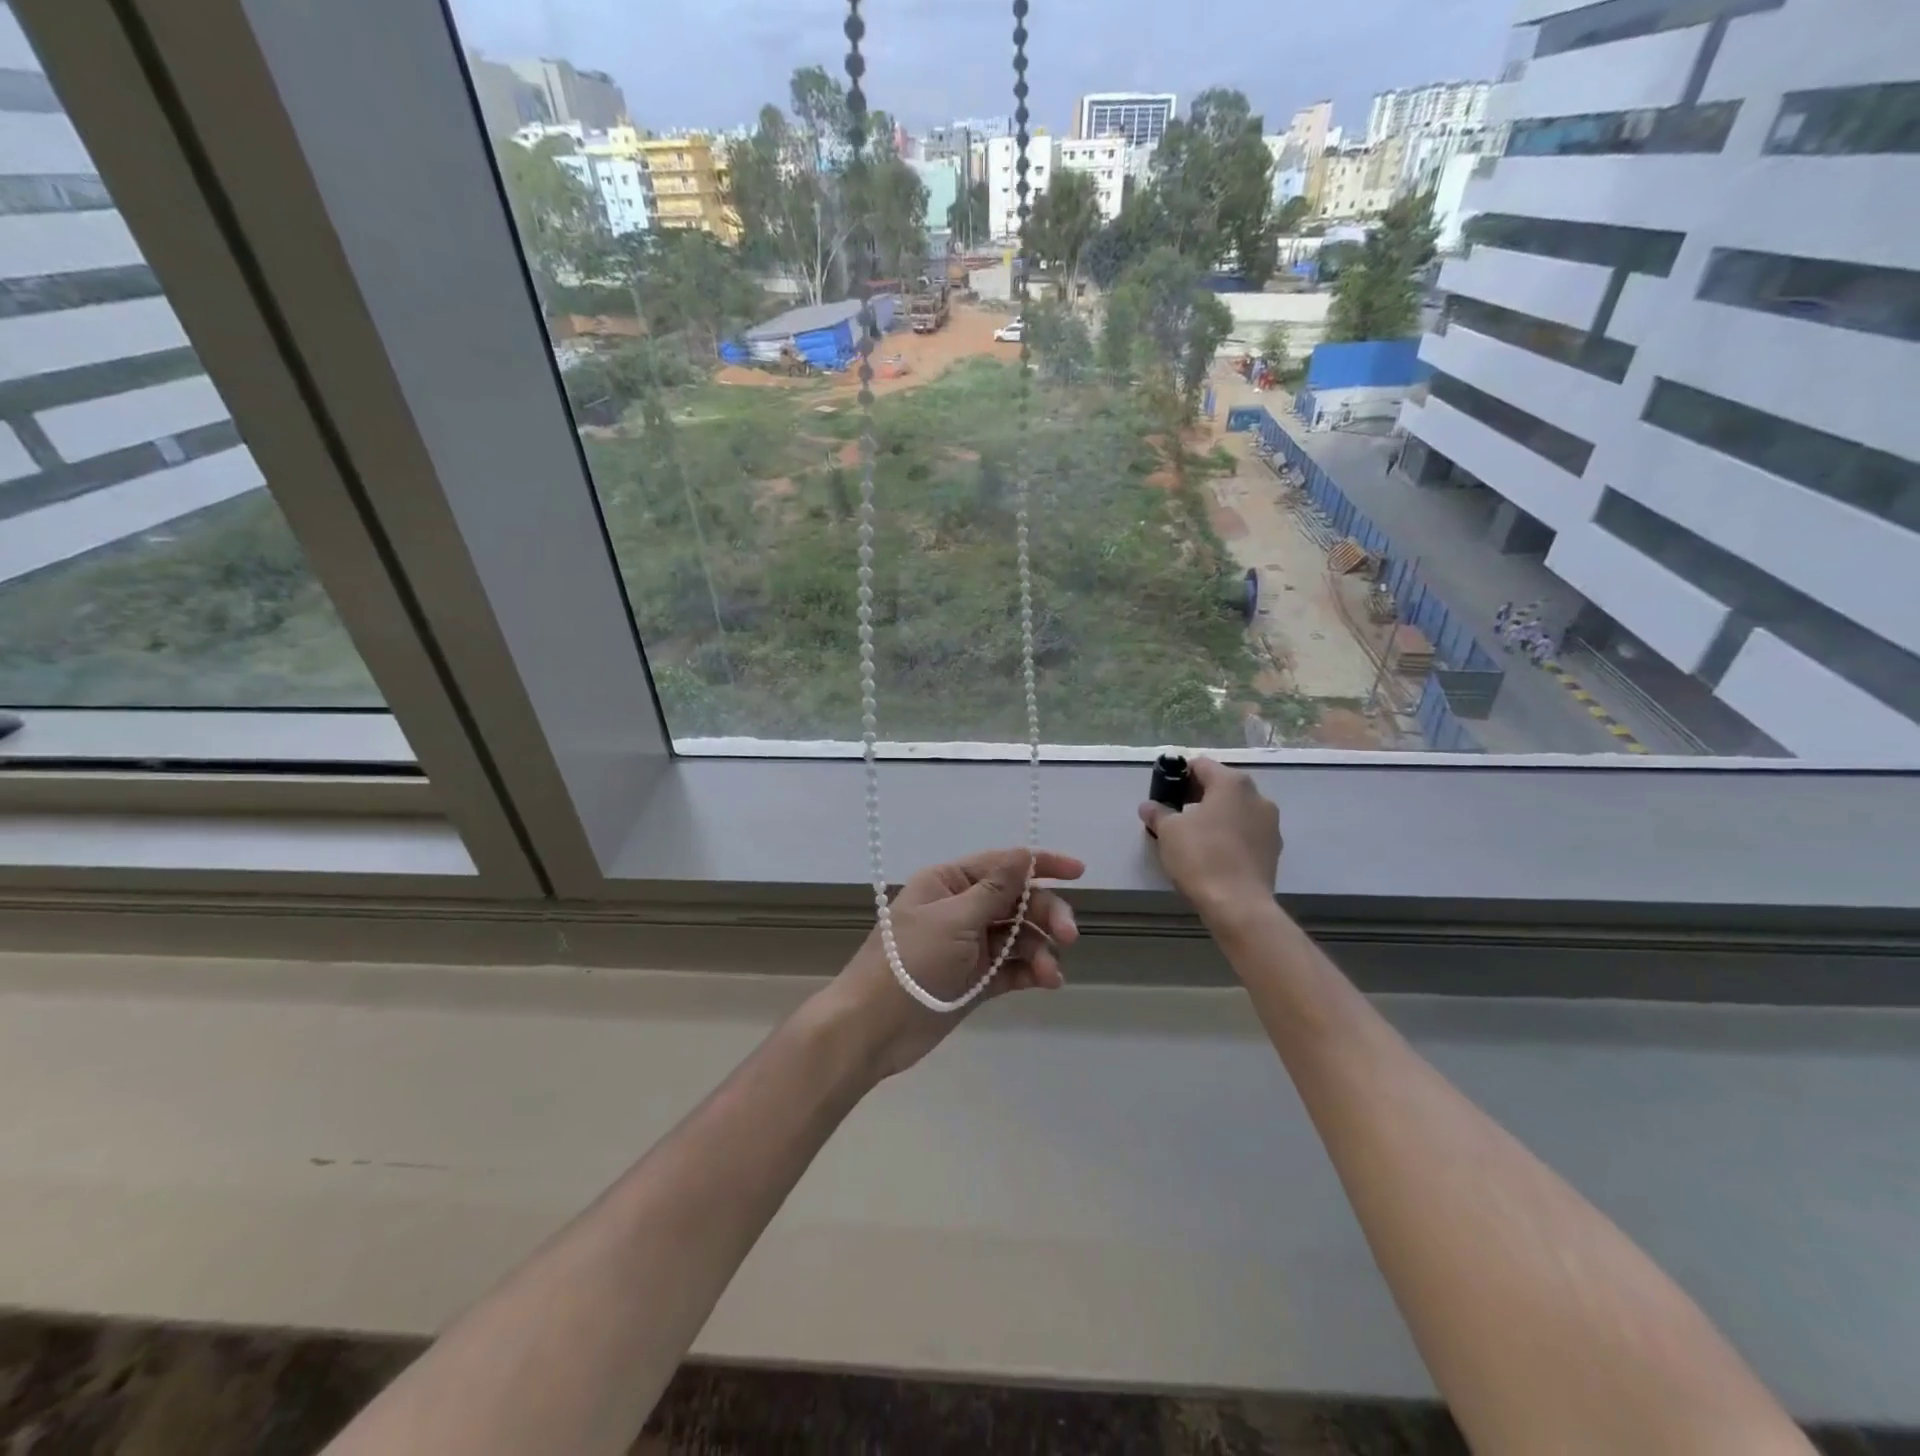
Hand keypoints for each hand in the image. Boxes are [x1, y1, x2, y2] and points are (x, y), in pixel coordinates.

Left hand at [814, 848, 1084, 1080]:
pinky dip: (1032, 971)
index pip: (1003, 864)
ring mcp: (970, 946)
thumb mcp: (954, 919)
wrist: (872, 1027)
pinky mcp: (976, 980)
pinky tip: (1048, 981)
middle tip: (1069, 935)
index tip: (1079, 872)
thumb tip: (1025, 854)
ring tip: (1050, 973)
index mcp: (949, 883)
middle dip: (1046, 914)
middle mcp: (962, 909)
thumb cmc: (910, 962)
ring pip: (1019, 936)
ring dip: (1040, 949)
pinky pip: (1012, 967)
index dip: (1041, 865)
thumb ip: (995, 889)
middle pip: (1017, 901)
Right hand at [1138, 757, 1280, 923]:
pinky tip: (1213, 854)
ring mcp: (1270, 824)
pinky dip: (1229, 835)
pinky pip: (1245, 832)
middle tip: (1173, 814)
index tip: (1163, 793)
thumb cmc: (1201, 857)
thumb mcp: (1168, 831)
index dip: (1178, 775)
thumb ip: (1157, 812)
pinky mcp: (1274, 849)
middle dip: (1196, 795)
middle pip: (1220, 786)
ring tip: (1193, 836)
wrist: (1238, 906)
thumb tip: (1149, 806)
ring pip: (1235, 810)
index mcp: (1232, 783)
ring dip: (1215, 816)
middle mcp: (1257, 796)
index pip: (1200, 765)